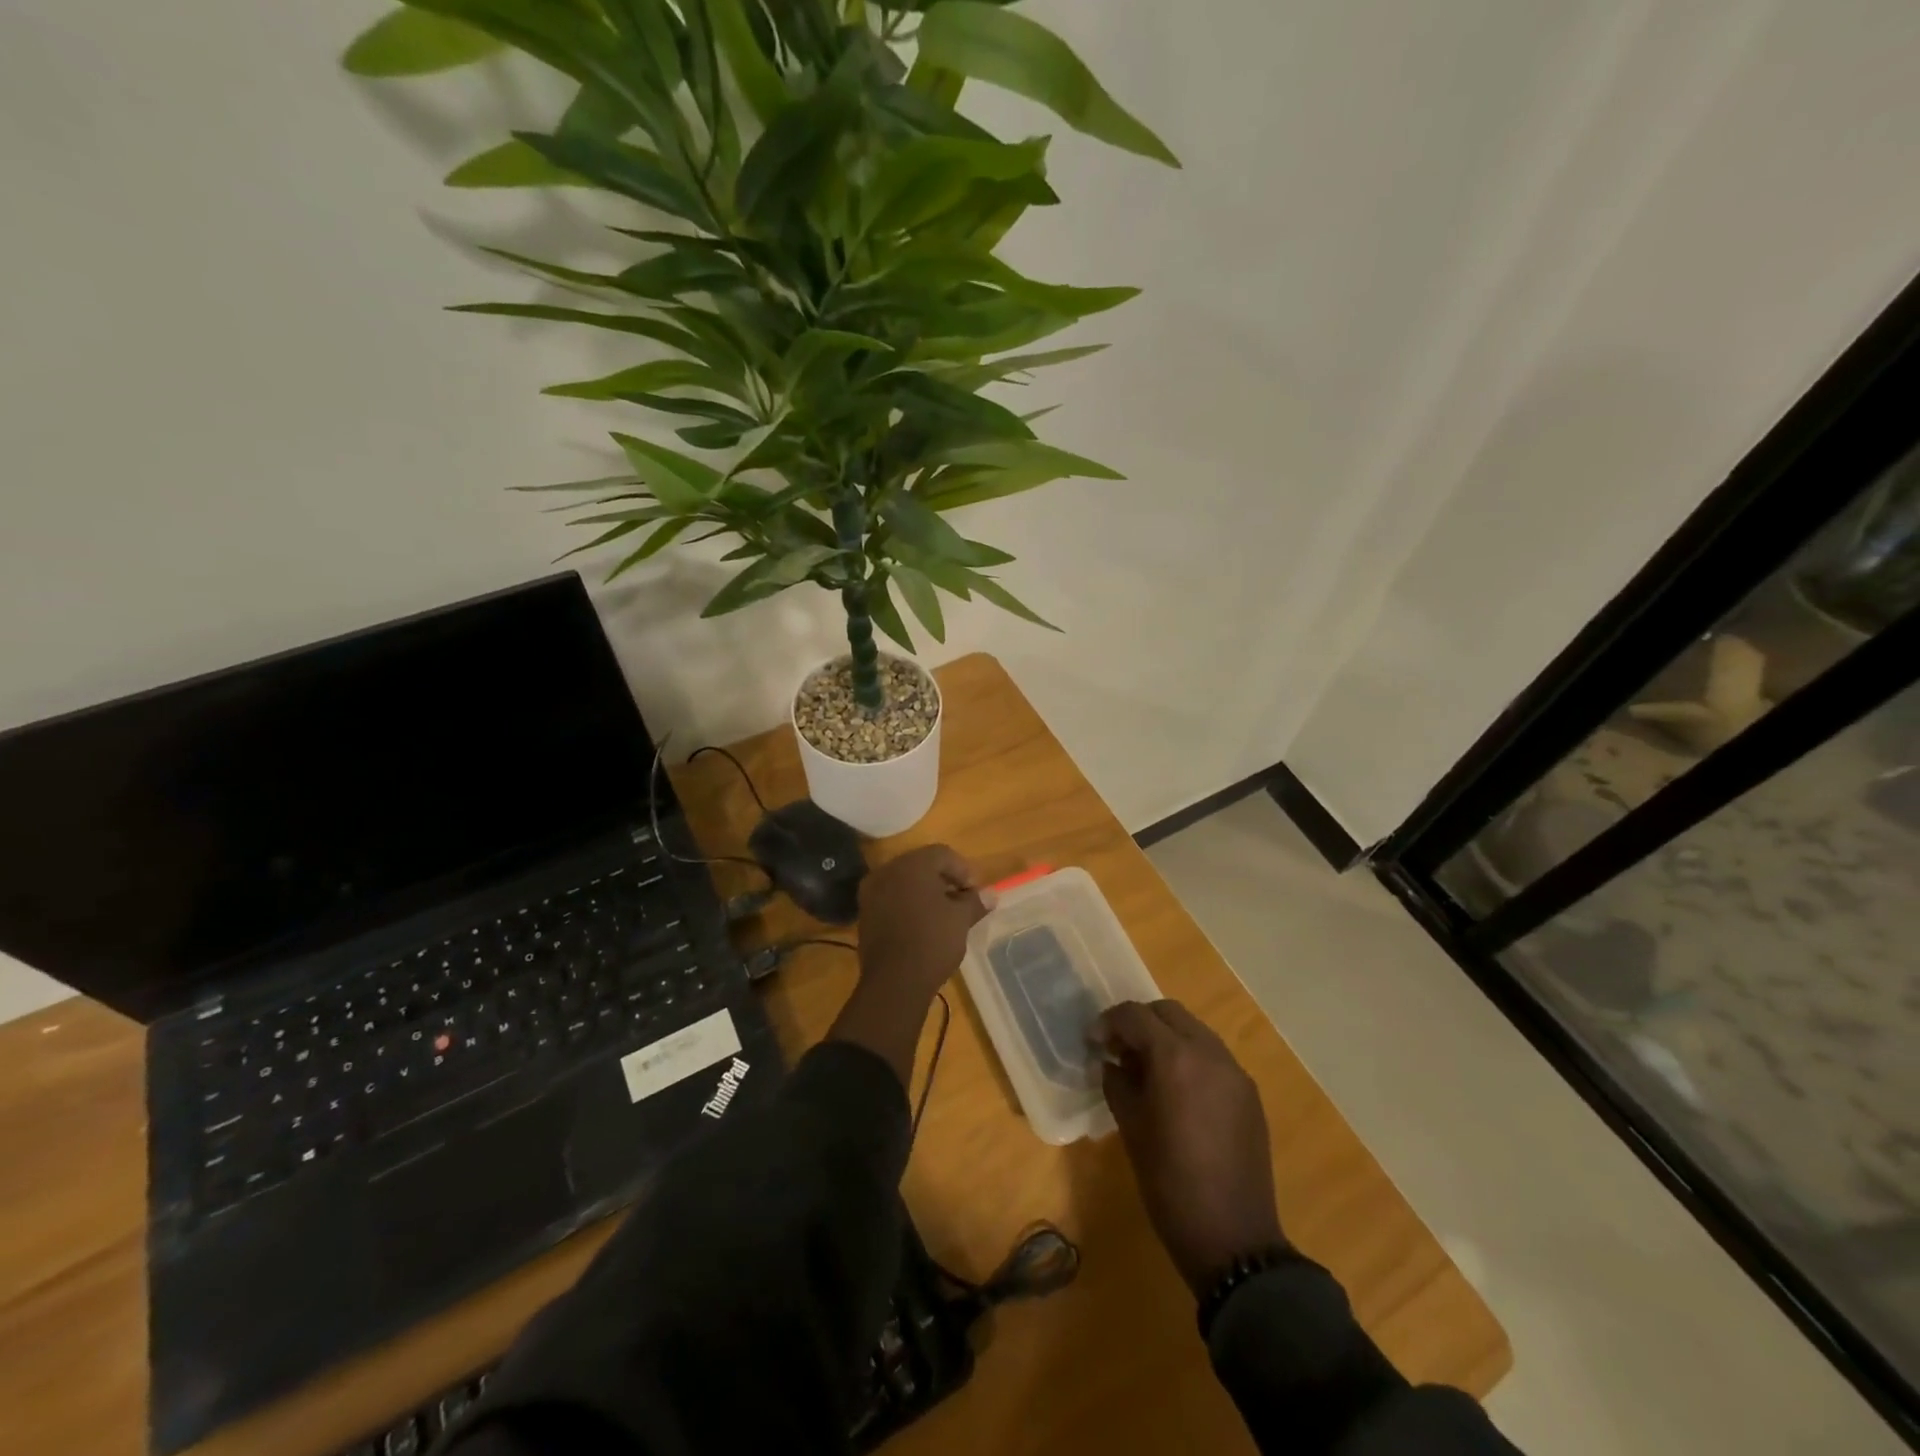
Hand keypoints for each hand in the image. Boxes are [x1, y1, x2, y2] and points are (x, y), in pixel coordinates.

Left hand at [855, 845, 990, 1004]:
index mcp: (912, 864)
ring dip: (925, 893)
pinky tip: (922, 925)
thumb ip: (975, 902)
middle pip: (921, 865)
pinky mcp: (865, 914)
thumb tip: (991, 895)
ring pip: (905, 883)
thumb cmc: (932, 941)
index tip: (974, 892)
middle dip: (943, 880)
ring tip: (944, 915)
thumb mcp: (960, 920)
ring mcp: (872, 892)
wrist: (894, 981)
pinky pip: (891, 899)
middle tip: (961, 900)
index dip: (963, 870)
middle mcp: (888, 871)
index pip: (942, 854)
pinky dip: (908, 905)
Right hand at [1094, 1000, 1284, 1293]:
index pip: (1135, 1015)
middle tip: (1119, 1049)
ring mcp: (1234, 1071)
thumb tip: (1111, 1062)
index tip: (1093, 1043)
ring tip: (1146, 1069)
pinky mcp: (1249, 1093)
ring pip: (1194, 1030)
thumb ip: (1117, 1083)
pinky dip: (1189, 1057)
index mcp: (1175, 1058)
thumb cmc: (1170, 1184)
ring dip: (1166, 1037)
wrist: (1234, 1240)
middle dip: (1140, 1022)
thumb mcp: (1131, 1129)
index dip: (1108, 1022)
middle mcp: (1209, 1053)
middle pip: (1168, 1012)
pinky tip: (1177, 1090)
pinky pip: (1213, 1056)